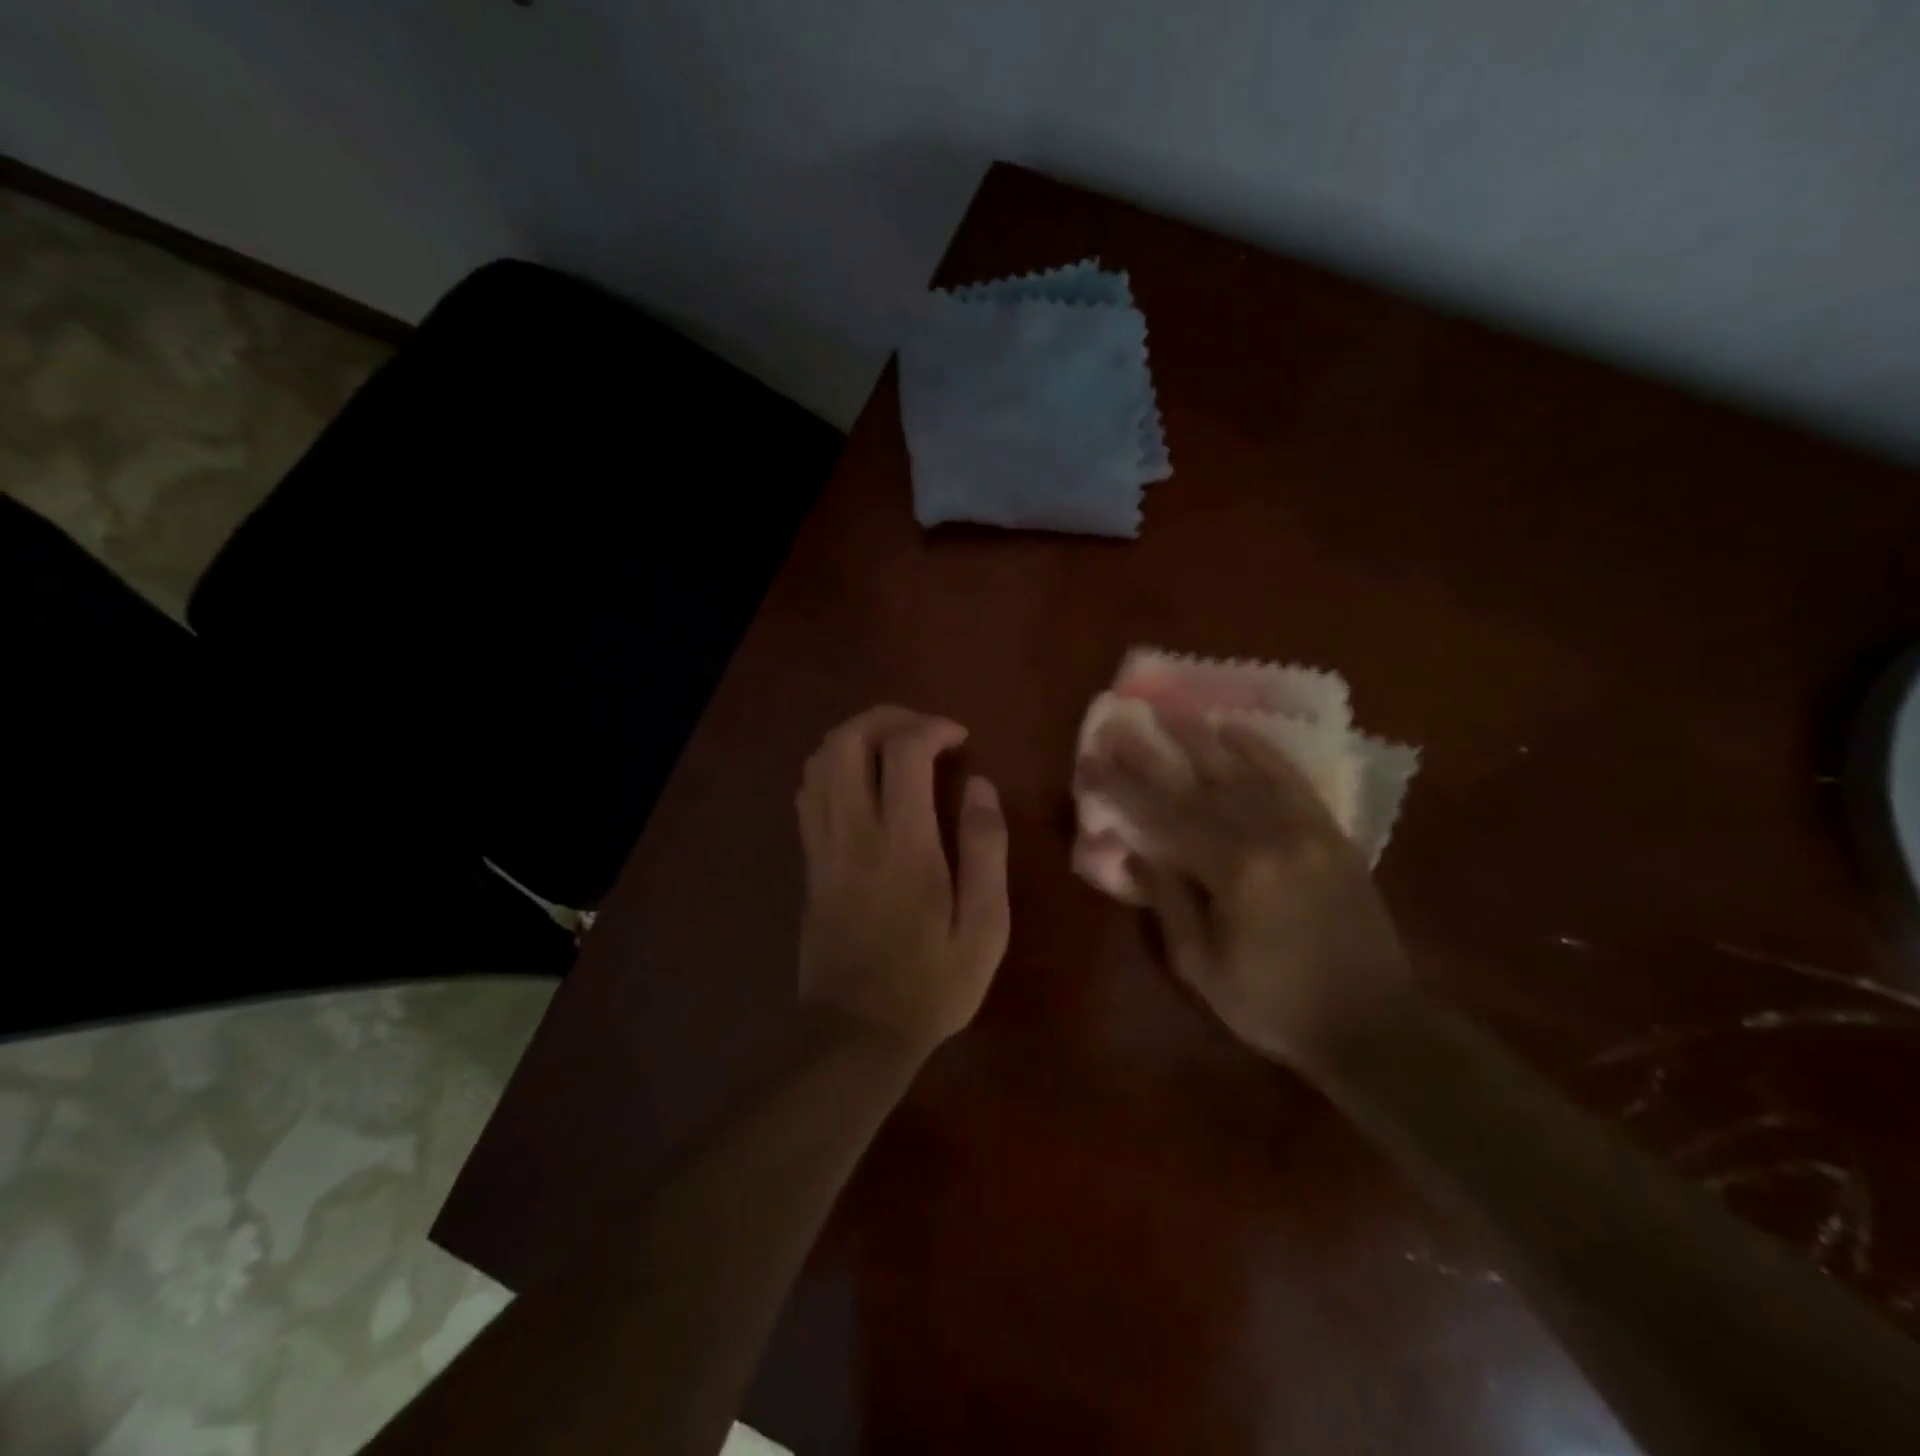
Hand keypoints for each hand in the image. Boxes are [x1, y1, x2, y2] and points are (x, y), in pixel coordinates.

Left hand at [795, 706, 1010, 1056]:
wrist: (856, 1033)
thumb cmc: (932, 984)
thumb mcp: (984, 926)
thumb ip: (984, 849)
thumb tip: (981, 786)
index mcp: (903, 844)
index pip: (903, 751)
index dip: (932, 727)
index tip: (960, 739)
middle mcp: (854, 832)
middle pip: (847, 741)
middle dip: (886, 717)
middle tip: (923, 729)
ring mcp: (823, 847)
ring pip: (820, 762)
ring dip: (856, 737)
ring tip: (894, 747)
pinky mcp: (810, 864)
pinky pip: (809, 794)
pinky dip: (833, 768)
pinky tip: (863, 782)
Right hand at [1082, 709, 1409, 1065]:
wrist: (1375, 1024)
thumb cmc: (1274, 1005)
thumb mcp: (1202, 966)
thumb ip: (1167, 902)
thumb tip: (1134, 853)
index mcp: (1234, 871)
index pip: (1161, 817)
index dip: (1120, 788)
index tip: (1089, 761)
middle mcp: (1269, 835)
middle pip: (1196, 785)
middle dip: (1151, 753)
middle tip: (1120, 722)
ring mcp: (1304, 828)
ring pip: (1243, 770)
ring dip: (1202, 737)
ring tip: (1171, 708)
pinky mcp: (1330, 832)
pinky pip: (1291, 779)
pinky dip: (1261, 749)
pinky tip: (1236, 727)